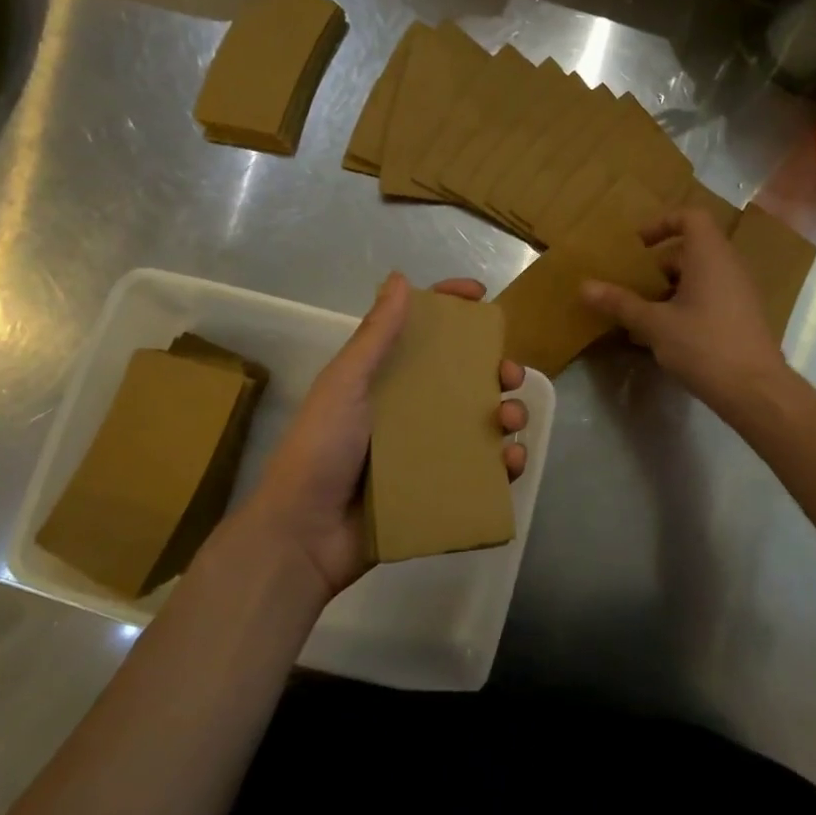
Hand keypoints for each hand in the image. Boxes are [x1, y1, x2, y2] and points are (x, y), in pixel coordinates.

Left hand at [226, 273, 528, 605]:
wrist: (305, 535)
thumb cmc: (321, 449)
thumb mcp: (345, 385)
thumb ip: (374, 336)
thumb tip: (401, 279)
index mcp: (385, 379)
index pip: (422, 332)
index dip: (451, 308)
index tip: (481, 296)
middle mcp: (409, 409)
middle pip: (463, 378)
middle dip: (495, 370)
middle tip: (509, 376)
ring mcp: (425, 451)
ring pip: (480, 422)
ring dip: (506, 414)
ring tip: (510, 423)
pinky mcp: (437, 489)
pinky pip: (480, 470)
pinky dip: (503, 464)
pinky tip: (511, 463)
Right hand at [582, 208, 789, 415]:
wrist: (755, 390)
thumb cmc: (704, 346)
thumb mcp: (655, 324)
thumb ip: (620, 303)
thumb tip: (584, 286)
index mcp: (710, 256)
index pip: (690, 216)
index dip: (662, 223)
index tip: (638, 245)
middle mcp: (729, 266)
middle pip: (692, 248)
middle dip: (658, 264)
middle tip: (632, 284)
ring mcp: (740, 291)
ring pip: (699, 275)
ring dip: (669, 287)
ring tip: (642, 312)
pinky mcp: (742, 316)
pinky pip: (710, 295)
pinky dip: (686, 304)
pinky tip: (665, 334)